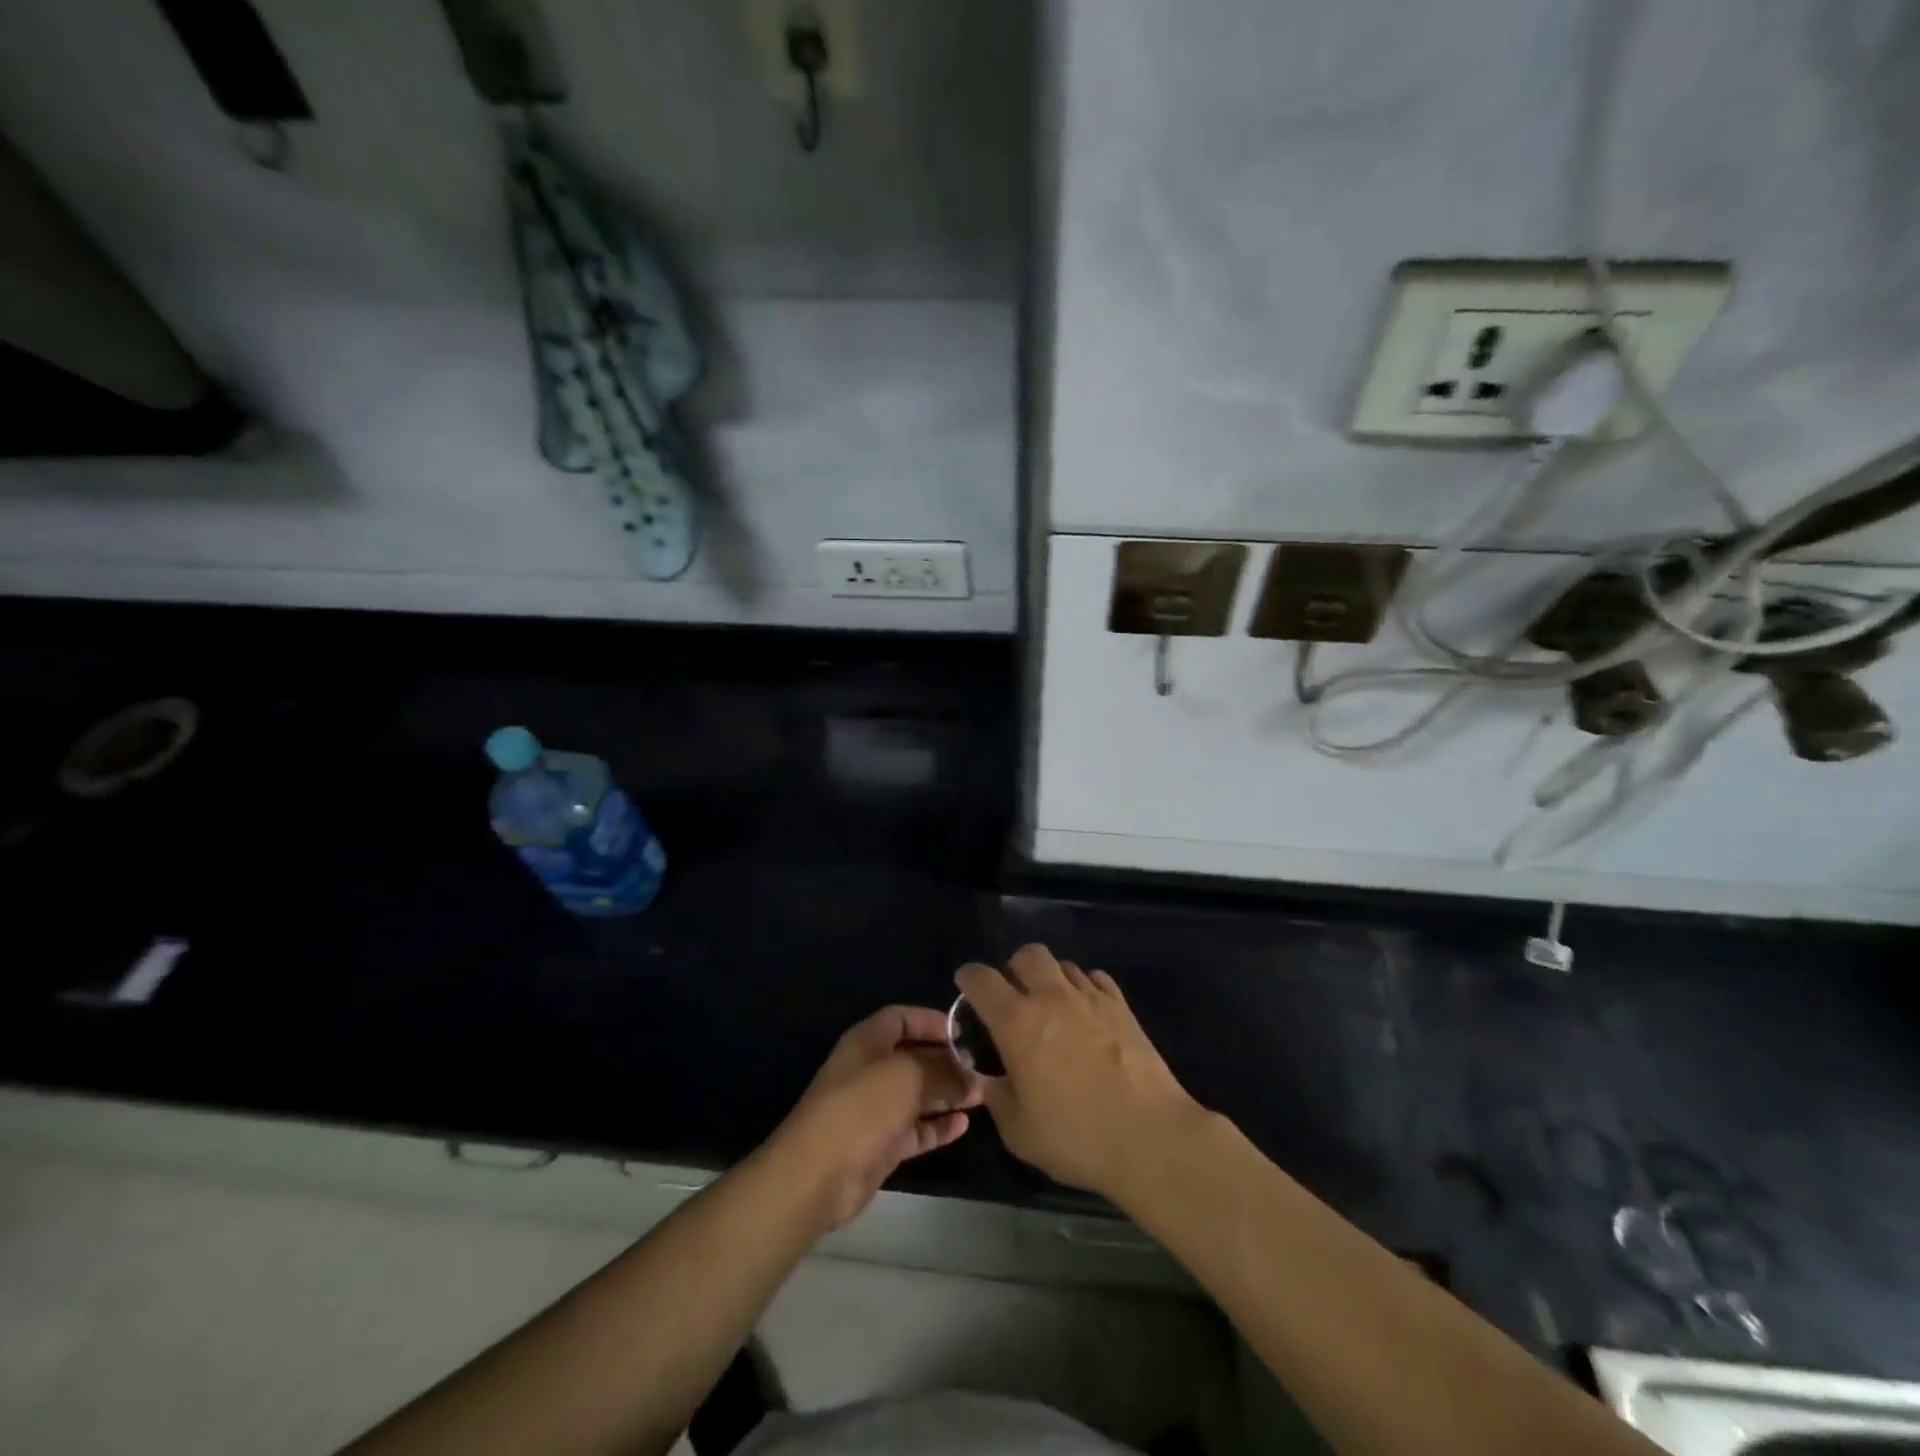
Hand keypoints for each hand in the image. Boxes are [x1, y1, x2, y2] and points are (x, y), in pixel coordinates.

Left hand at [771, 1006, 982, 1231]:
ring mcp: (875, 1109)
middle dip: (945, 1060)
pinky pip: (916, 1129)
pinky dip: (938, 1126)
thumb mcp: (908, 1076)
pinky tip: (964, 1125)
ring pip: (917, 1094)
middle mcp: (871, 1070)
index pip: (901, 1018)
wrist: (819, 1173)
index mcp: (868, 1041)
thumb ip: (942, 1072)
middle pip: (913, 1056)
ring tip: (981, 1094)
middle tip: (978, 1067)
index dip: (931, 1021)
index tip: (962, 1032)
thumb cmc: (863, 1106)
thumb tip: (970, 1075)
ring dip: (947, 1093)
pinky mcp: (881, 1144)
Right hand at [957, 945, 1203, 1200]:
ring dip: (1051, 979)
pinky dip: (1084, 988)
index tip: (966, 986)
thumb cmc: (1077, 1138)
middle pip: (1027, 955)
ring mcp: (1091, 997)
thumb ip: (996, 1096)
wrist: (1150, 1137)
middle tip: (1014, 996)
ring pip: (1064, 965)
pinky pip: (1096, 979)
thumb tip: (988, 1078)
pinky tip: (1086, 1013)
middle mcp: (1051, 998)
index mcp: (1017, 1023)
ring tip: (1053, 1008)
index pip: (982, 980)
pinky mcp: (1122, 1006)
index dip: (968, 978)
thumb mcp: (1019, 1132)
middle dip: (1014, 968)